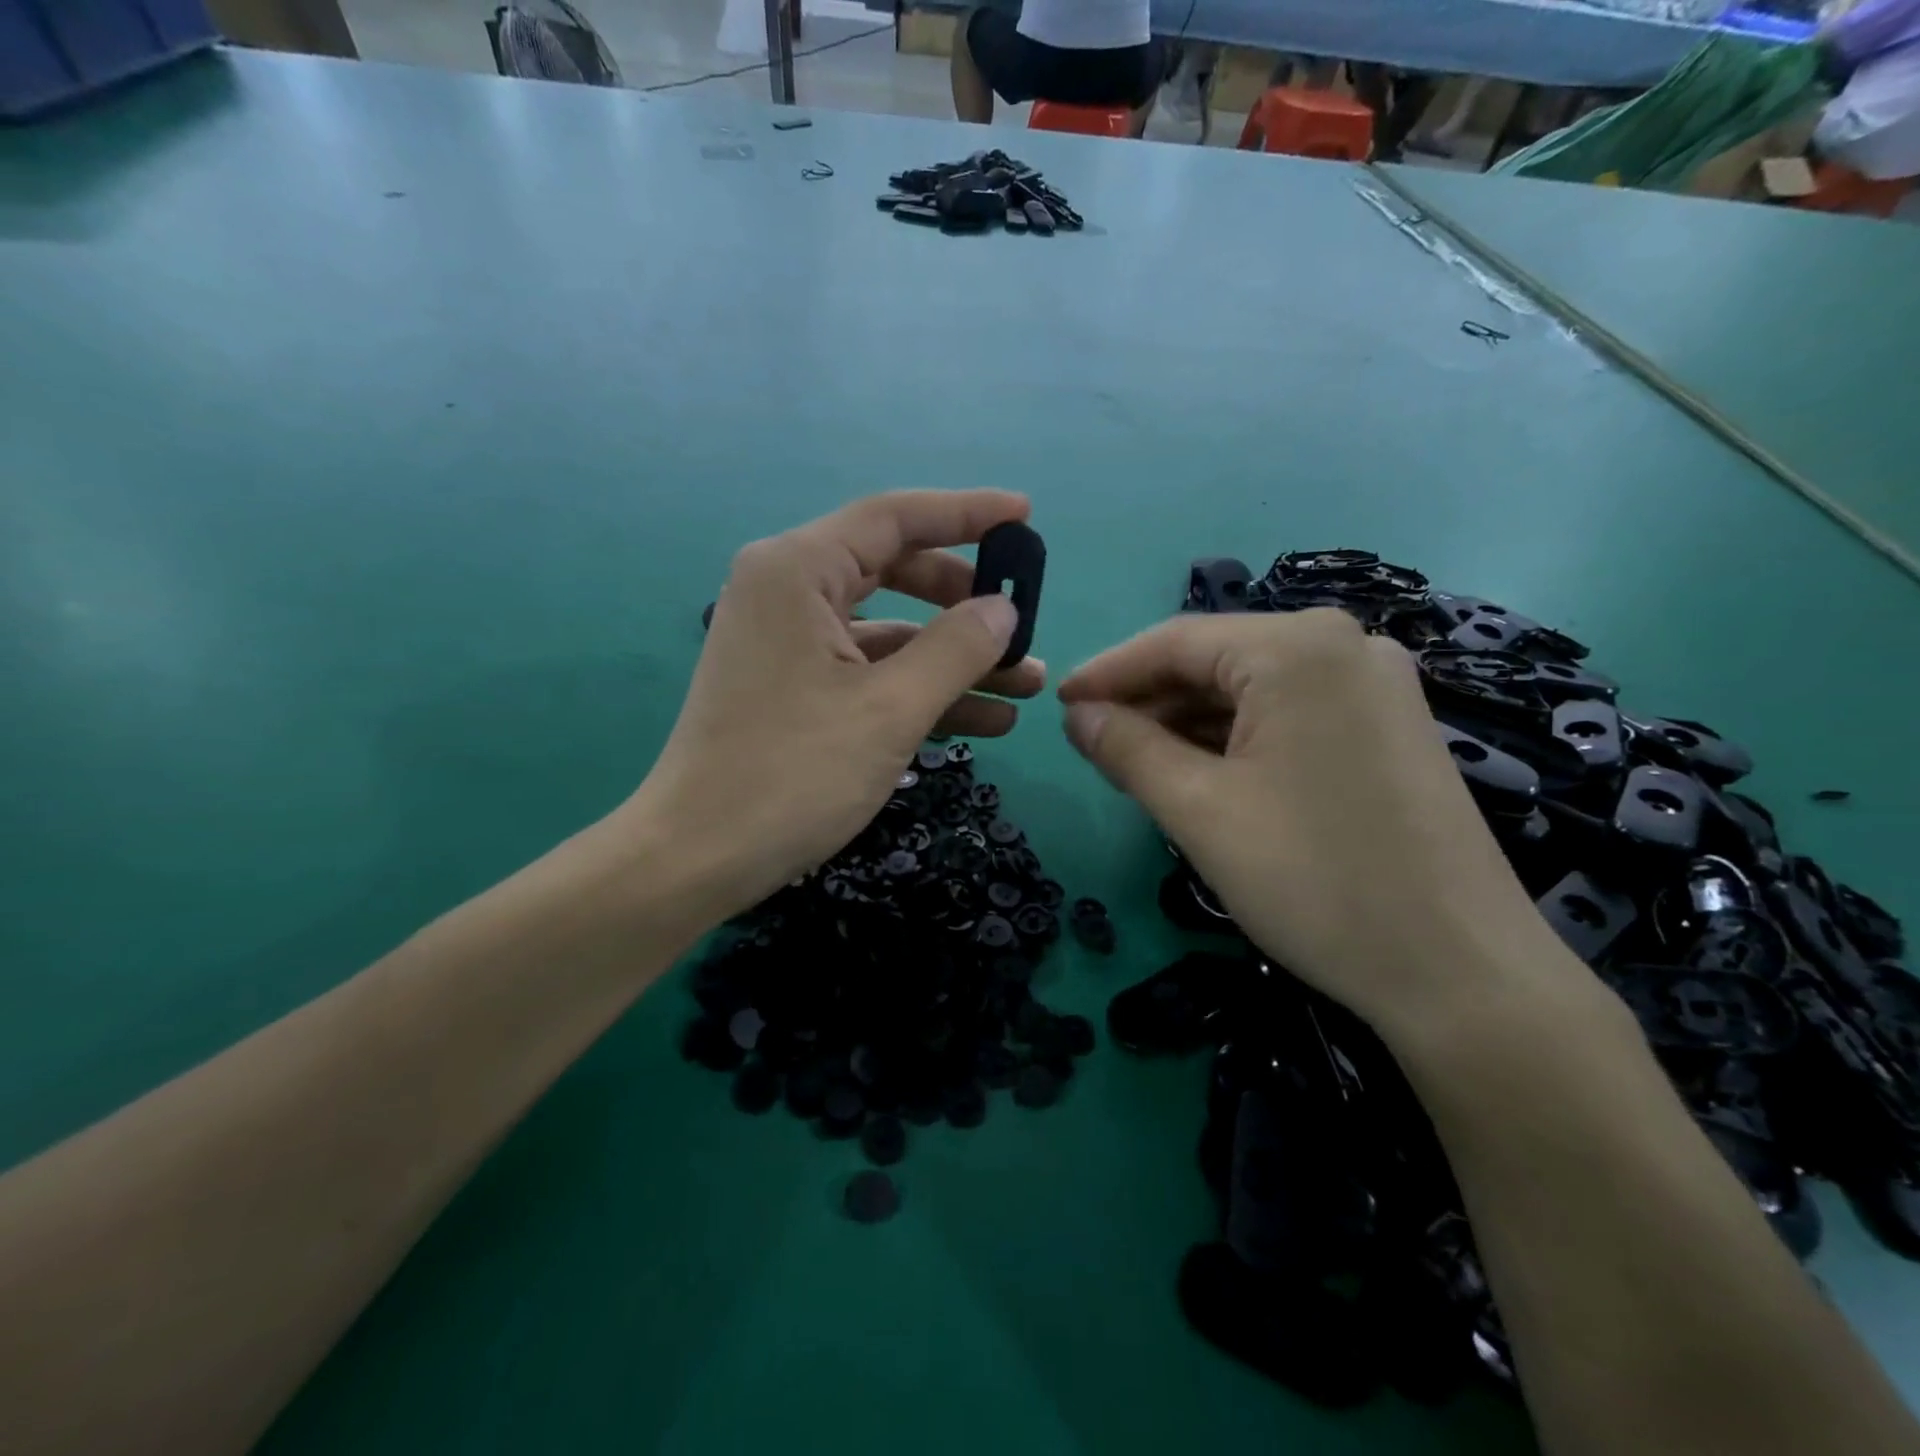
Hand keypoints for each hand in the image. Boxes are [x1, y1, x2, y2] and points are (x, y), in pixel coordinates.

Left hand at [624, 490, 1044, 922]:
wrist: (698, 858)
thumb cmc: (792, 773)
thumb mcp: (890, 709)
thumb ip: (956, 648)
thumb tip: (1004, 609)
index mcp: (798, 571)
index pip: (894, 518)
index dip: (966, 513)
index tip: (1025, 516)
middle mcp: (788, 592)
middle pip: (896, 572)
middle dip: (966, 601)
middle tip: (1022, 621)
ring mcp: (790, 643)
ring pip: (890, 631)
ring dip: (955, 657)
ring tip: (1026, 684)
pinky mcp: (794, 687)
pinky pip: (869, 672)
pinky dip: (921, 690)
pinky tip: (985, 720)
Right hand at [1057, 609, 1566, 1033]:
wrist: (1460, 973)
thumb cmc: (1315, 880)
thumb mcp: (1199, 810)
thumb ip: (1127, 749)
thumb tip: (1077, 716)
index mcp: (1298, 648)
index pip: (1175, 642)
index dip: (1108, 673)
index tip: (1057, 706)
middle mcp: (1344, 646)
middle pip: (1216, 662)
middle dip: (1149, 702)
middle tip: (1093, 745)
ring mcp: (1376, 686)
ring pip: (1252, 691)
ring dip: (1188, 724)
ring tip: (1136, 765)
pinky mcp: (1390, 728)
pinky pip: (1289, 715)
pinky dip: (1236, 739)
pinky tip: (1202, 773)